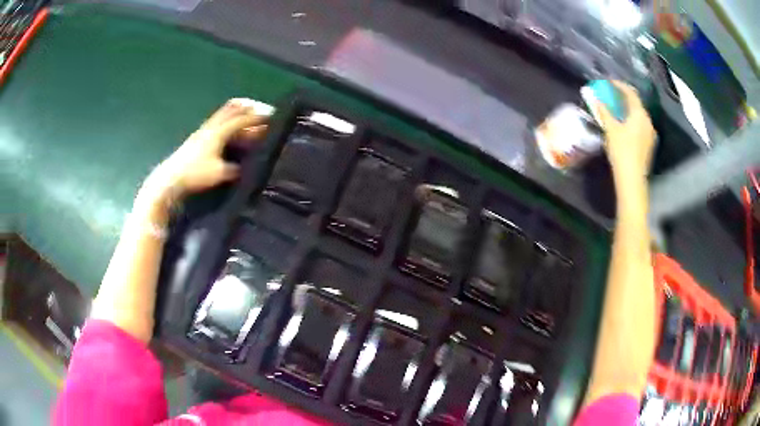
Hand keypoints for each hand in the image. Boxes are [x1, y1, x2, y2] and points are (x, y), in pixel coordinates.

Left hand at [140, 98, 270, 208]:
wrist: (170, 178)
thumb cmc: (195, 174)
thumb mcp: (219, 174)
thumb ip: (235, 168)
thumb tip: (248, 167)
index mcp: (218, 132)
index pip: (242, 119)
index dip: (258, 117)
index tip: (273, 117)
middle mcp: (212, 126)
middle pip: (233, 108)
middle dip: (250, 107)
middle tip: (264, 111)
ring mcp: (205, 130)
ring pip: (226, 113)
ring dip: (240, 113)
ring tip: (252, 118)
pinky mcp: (200, 136)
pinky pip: (220, 122)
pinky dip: (231, 121)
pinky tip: (235, 131)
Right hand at [592, 81, 655, 181]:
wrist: (632, 178)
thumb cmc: (622, 150)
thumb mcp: (610, 129)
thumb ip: (604, 111)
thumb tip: (596, 98)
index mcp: (639, 114)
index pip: (630, 93)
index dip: (619, 85)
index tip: (609, 82)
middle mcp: (647, 121)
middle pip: (636, 104)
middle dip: (624, 98)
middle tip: (612, 95)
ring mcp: (650, 134)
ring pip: (638, 115)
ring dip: (627, 110)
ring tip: (616, 109)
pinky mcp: (648, 144)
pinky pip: (640, 125)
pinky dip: (631, 120)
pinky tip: (623, 124)